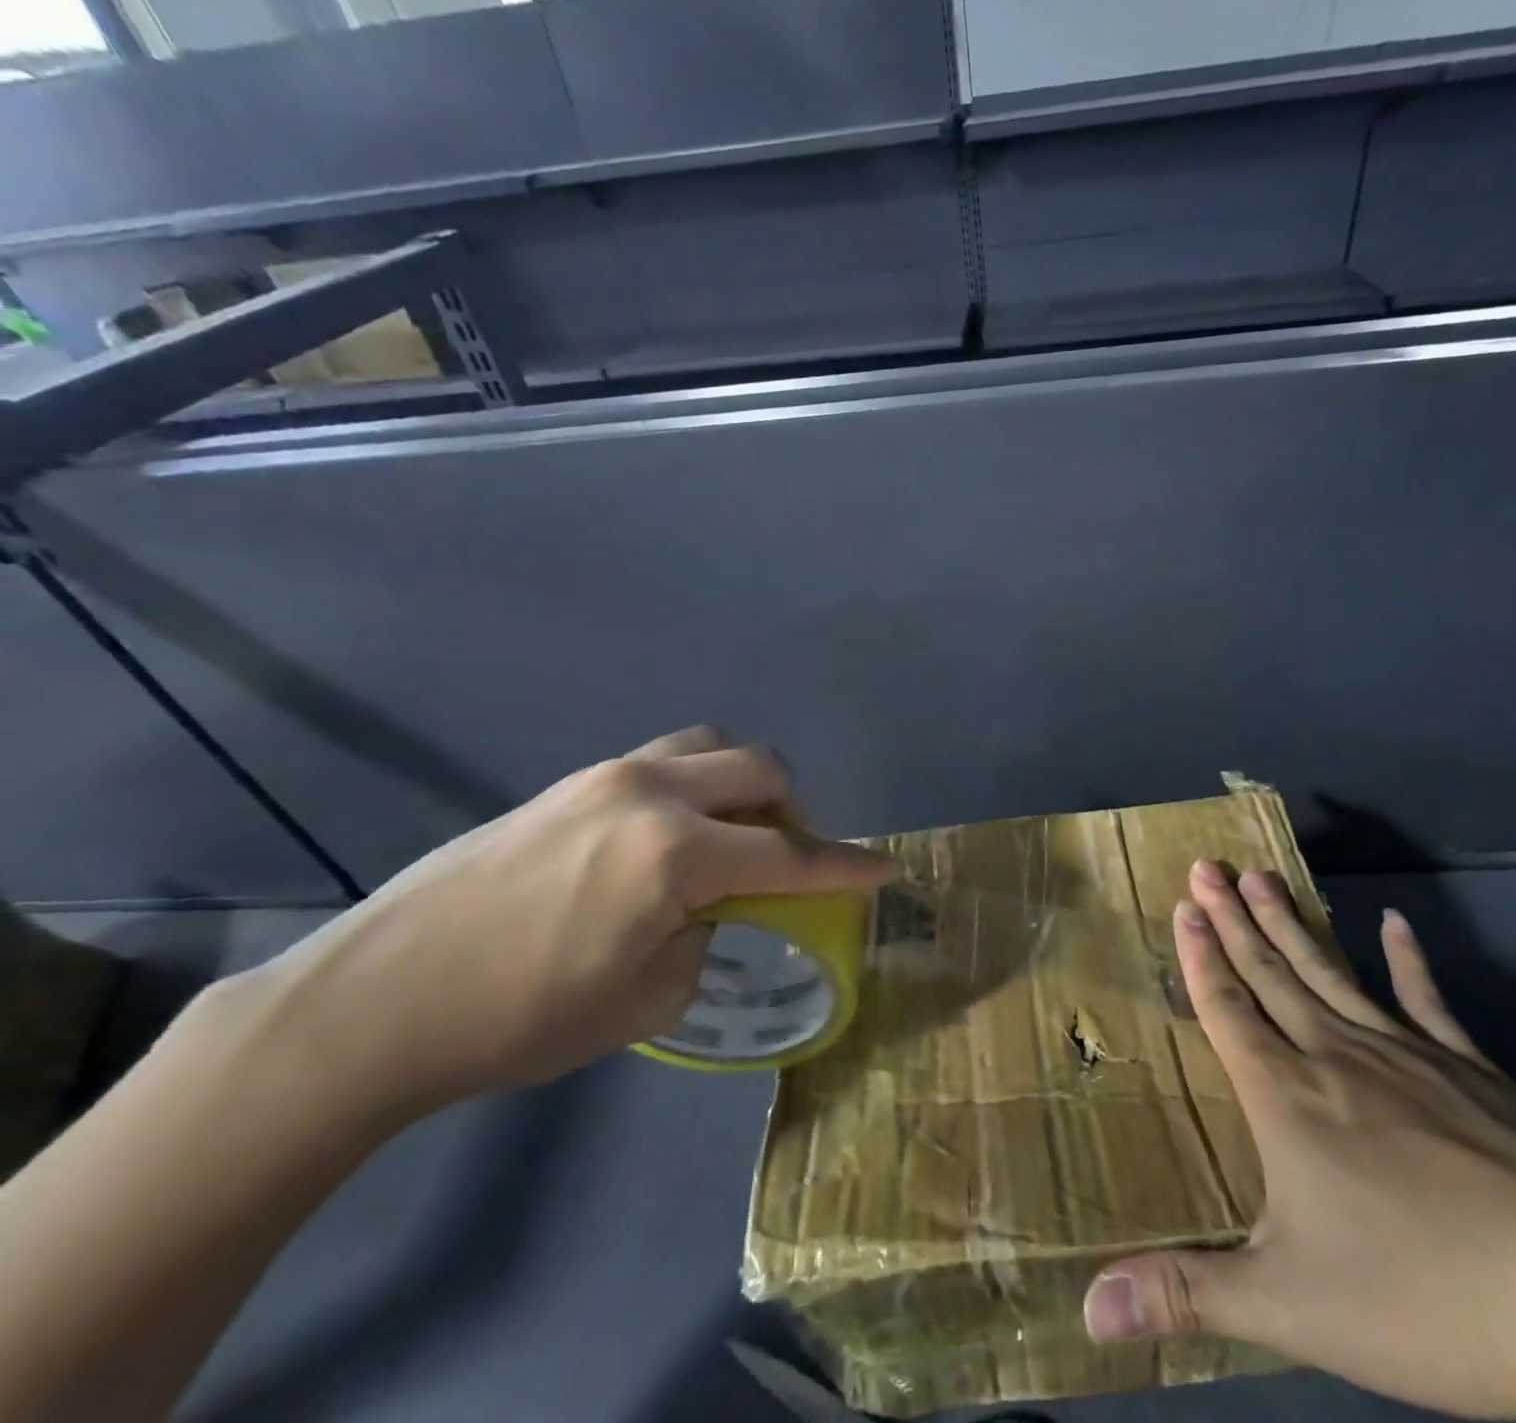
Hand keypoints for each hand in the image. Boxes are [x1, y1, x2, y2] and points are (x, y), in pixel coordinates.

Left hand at [245, 726, 896, 1109]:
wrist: (380, 998)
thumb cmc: (521, 1018)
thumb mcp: (645, 1000)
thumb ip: (705, 938)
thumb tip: (713, 910)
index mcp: (676, 853)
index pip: (789, 853)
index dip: (845, 866)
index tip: (885, 868)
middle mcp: (650, 793)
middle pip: (760, 769)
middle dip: (795, 808)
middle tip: (790, 857)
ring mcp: (607, 776)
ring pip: (710, 746)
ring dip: (743, 783)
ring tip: (732, 834)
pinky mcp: (571, 781)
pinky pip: (663, 760)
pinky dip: (695, 785)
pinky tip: (670, 837)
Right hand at [1080, 862, 1515, 1422]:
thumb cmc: (1428, 1300)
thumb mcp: (1289, 1308)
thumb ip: (1186, 1295)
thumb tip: (1085, 1308)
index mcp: (1288, 1100)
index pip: (1228, 1009)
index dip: (1200, 955)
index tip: (1184, 904)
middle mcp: (1337, 1058)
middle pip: (1270, 973)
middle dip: (1233, 918)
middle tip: (1208, 866)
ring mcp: (1409, 1057)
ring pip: (1330, 972)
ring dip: (1291, 923)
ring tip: (1263, 876)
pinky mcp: (1474, 1071)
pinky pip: (1428, 1000)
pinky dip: (1409, 959)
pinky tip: (1395, 924)